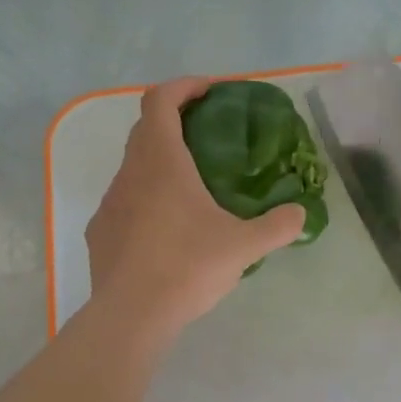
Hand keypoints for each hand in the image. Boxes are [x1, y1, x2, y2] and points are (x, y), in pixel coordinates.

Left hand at [86, 77, 305, 333]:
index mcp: (162, 162)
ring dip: (159, 164)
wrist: (131, 315)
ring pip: (134, 167)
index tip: (210, 92)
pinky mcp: (100, 232)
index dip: (184, 86)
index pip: (161, 100)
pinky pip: (125, 202)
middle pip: (145, 129)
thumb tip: (300, 215)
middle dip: (175, 122)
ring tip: (191, 189)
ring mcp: (110, 202)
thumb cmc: (187, 267)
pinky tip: (166, 230)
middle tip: (208, 137)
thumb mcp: (243, 247)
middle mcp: (130, 173)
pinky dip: (145, 200)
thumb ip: (277, 226)